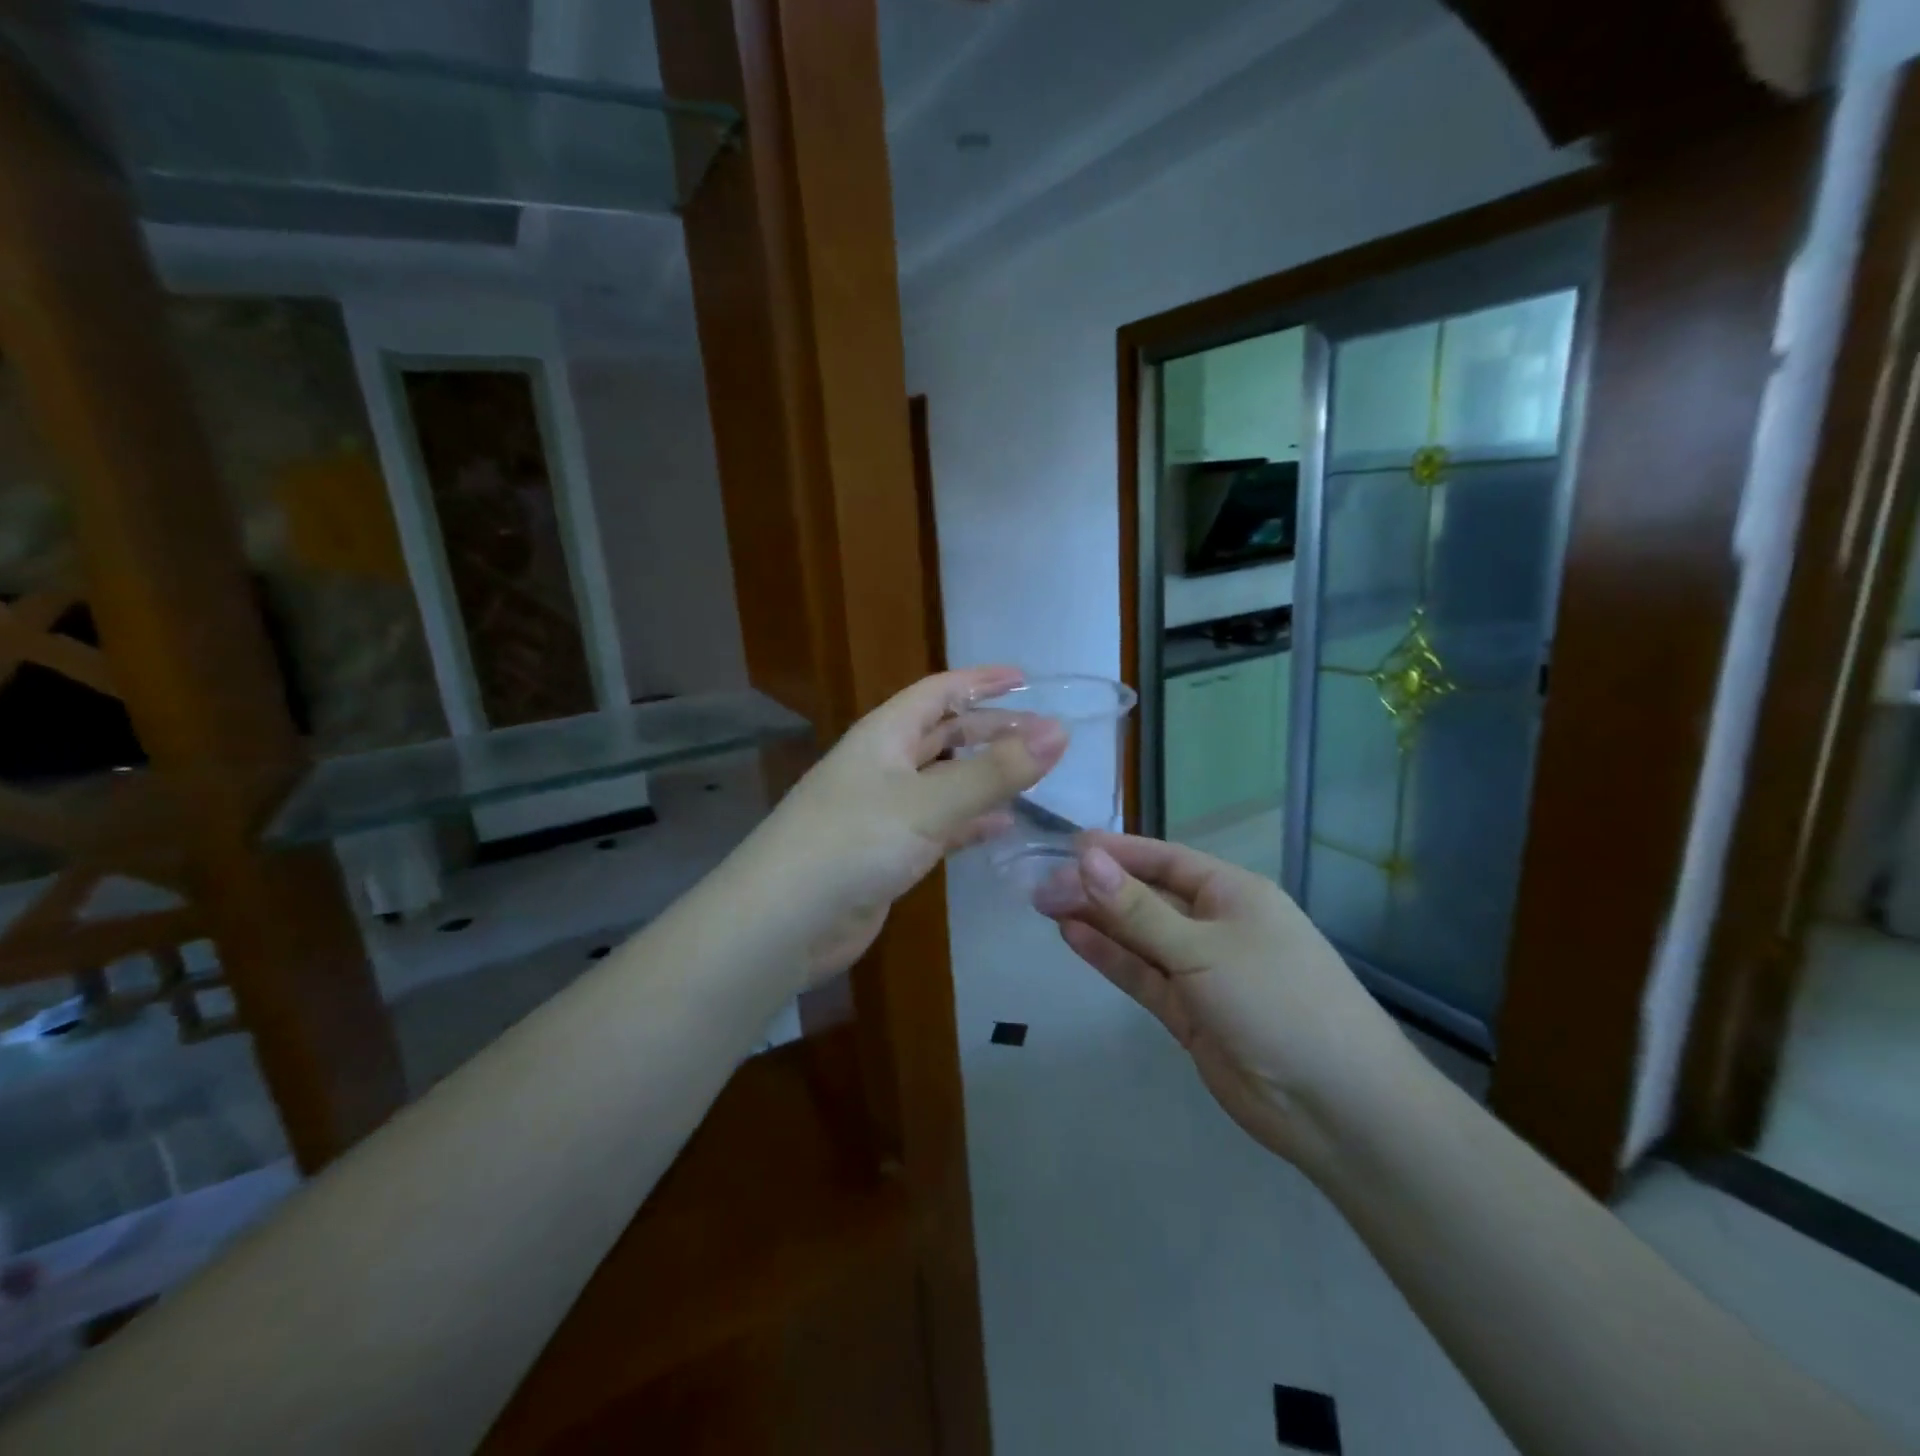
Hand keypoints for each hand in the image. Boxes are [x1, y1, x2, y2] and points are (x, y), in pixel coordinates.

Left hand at [750, 667, 1067, 984]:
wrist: (786, 920)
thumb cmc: (854, 842)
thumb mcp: (929, 802)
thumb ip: (995, 771)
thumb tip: (1059, 732)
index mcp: (884, 735)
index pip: (939, 692)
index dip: (981, 680)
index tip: (1026, 677)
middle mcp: (883, 765)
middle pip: (944, 734)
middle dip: (991, 730)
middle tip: (1044, 735)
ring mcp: (884, 811)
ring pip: (945, 781)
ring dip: (985, 776)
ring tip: (1033, 776)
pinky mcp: (888, 853)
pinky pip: (939, 826)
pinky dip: (970, 822)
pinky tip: (1003, 826)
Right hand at [1037, 833, 1415, 1170]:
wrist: (1335, 1106)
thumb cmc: (1276, 1000)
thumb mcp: (1202, 949)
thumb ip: (1138, 910)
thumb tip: (1084, 859)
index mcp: (1232, 894)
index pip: (1164, 860)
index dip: (1117, 852)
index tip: (1067, 846)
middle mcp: (1215, 925)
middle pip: (1146, 898)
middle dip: (1097, 889)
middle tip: (1040, 885)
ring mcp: (1201, 971)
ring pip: (1139, 937)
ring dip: (1097, 920)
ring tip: (1045, 905)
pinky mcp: (1188, 1012)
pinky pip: (1142, 975)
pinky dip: (1110, 957)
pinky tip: (1073, 936)